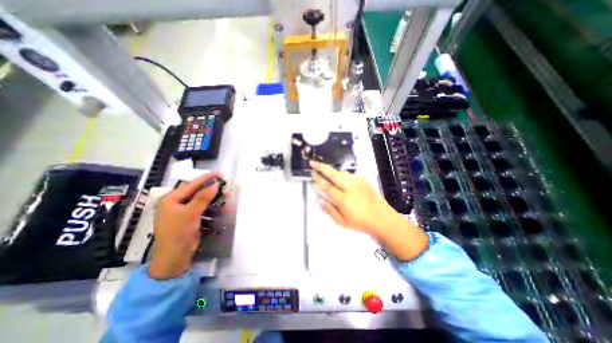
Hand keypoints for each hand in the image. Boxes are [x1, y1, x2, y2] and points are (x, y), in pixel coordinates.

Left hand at [147, 173, 221, 279]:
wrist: (174, 258)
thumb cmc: (178, 233)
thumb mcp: (191, 213)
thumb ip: (203, 197)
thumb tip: (215, 184)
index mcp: (171, 199)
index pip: (191, 184)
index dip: (206, 178)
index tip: (220, 173)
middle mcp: (176, 203)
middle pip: (197, 192)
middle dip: (211, 189)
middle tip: (225, 186)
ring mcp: (183, 211)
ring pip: (202, 200)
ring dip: (214, 199)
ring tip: (225, 196)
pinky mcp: (190, 218)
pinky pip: (203, 209)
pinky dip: (212, 208)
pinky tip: (221, 208)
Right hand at [313, 162, 426, 261]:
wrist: (383, 219)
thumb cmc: (361, 223)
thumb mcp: (343, 222)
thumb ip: (329, 210)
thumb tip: (318, 200)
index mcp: (343, 199)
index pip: (327, 186)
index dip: (318, 179)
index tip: (312, 173)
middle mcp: (350, 187)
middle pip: (333, 174)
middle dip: (321, 167)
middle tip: (313, 163)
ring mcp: (358, 182)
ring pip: (341, 172)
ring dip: (332, 170)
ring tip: (325, 169)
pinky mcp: (364, 181)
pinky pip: (349, 174)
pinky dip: (342, 174)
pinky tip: (340, 177)